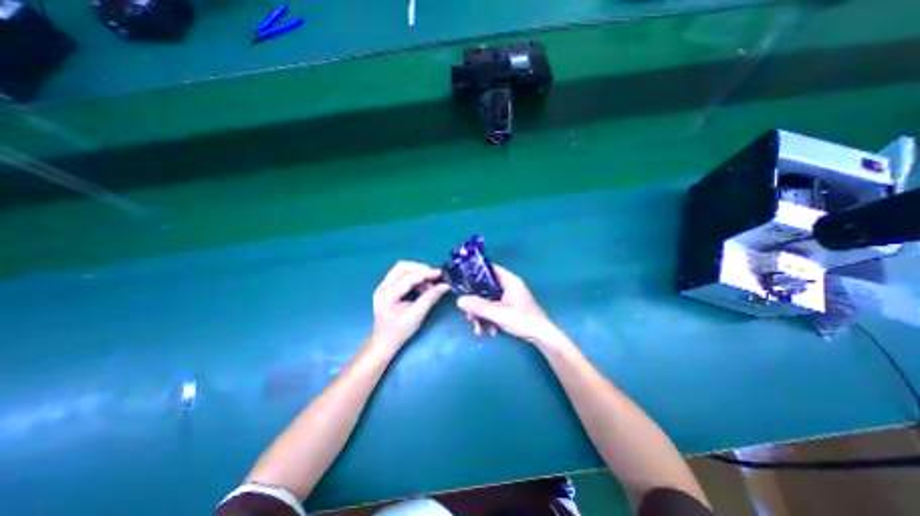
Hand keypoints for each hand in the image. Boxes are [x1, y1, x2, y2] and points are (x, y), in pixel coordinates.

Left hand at [370, 263, 450, 350]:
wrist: (383, 342)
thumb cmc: (398, 333)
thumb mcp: (416, 316)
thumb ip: (430, 298)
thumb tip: (444, 285)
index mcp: (386, 296)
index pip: (407, 278)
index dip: (425, 273)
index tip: (440, 273)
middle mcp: (381, 288)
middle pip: (402, 267)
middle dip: (420, 269)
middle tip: (434, 277)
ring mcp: (382, 286)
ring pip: (401, 269)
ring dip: (418, 273)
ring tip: (429, 286)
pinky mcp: (386, 287)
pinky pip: (401, 275)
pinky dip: (414, 278)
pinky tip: (422, 288)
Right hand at [454, 266, 564, 346]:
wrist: (542, 337)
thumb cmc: (524, 321)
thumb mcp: (500, 314)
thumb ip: (480, 307)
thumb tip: (459, 300)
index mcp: (509, 280)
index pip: (489, 269)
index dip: (474, 272)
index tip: (461, 281)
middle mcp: (508, 285)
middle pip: (485, 287)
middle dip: (475, 301)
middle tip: (467, 313)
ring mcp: (509, 296)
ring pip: (488, 299)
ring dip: (481, 313)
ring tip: (478, 328)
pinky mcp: (509, 307)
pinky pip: (493, 307)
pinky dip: (489, 318)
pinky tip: (489, 331)